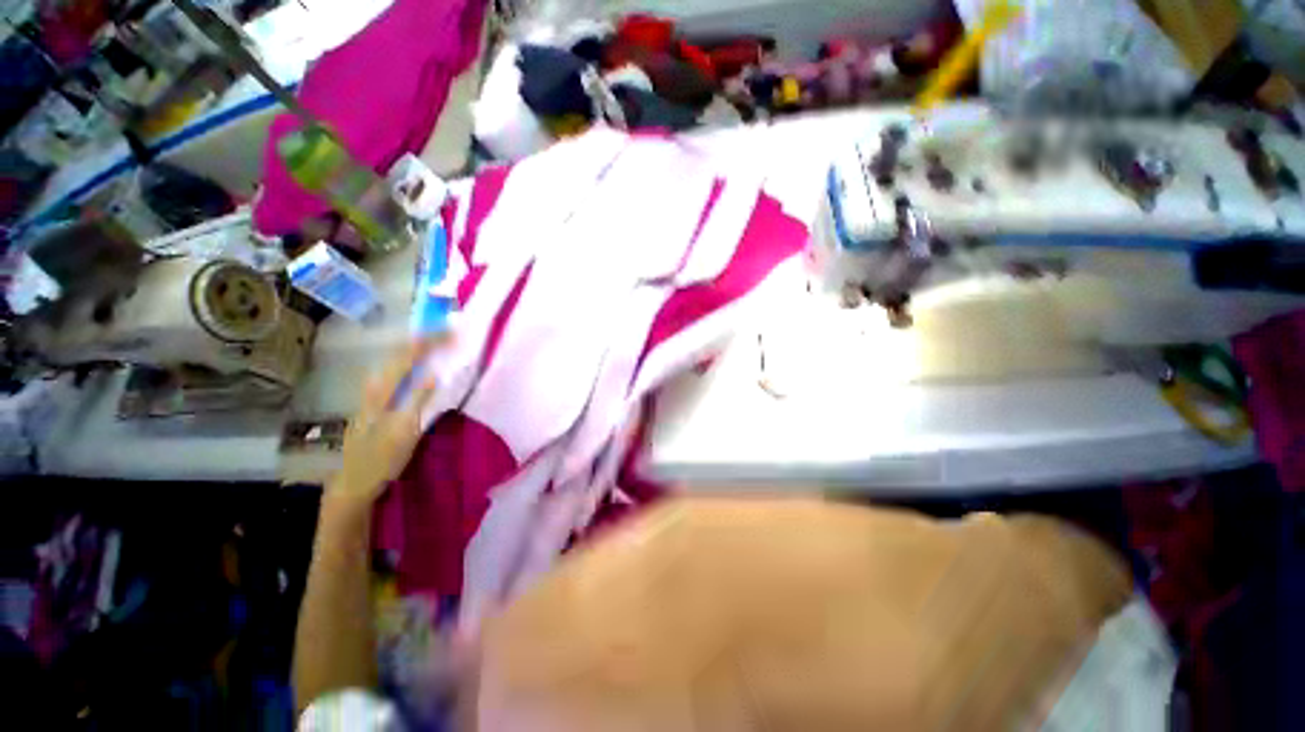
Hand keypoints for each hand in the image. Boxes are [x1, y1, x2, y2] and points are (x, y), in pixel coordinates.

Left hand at [330, 338, 443, 506]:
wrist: (354, 481)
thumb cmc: (381, 458)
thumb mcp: (404, 433)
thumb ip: (418, 401)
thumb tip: (433, 373)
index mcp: (383, 392)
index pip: (406, 357)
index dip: (428, 341)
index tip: (450, 330)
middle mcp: (375, 387)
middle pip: (399, 354)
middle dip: (423, 339)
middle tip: (446, 330)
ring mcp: (374, 394)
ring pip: (396, 362)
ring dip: (416, 349)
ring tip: (435, 340)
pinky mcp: (377, 402)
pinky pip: (396, 373)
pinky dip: (410, 362)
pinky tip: (418, 365)